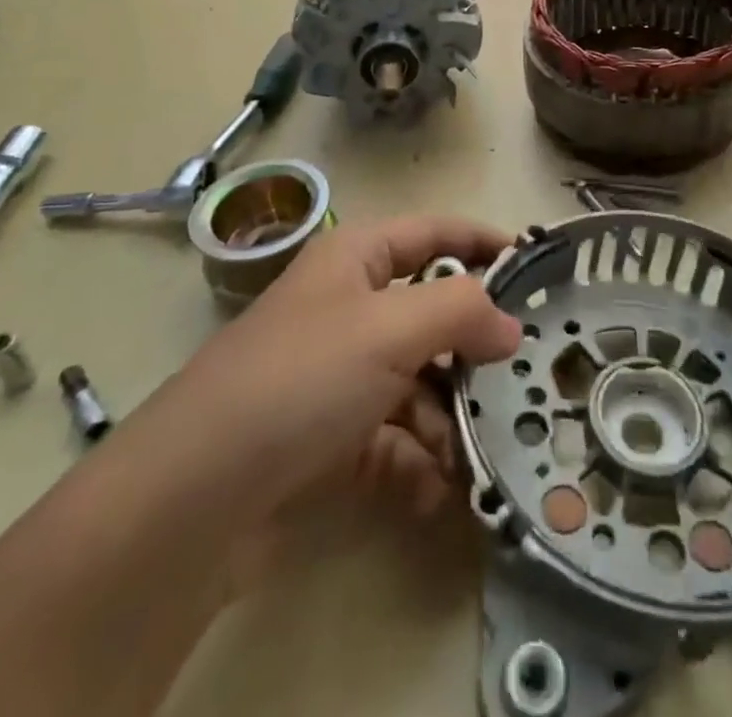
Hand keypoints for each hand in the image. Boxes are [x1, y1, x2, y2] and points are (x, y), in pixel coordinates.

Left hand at [152, 215, 522, 586]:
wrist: (193, 499)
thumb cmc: (301, 379)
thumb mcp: (391, 328)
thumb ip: (462, 312)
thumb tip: (511, 326)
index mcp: (357, 260)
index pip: (435, 233)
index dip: (484, 241)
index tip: (537, 263)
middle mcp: (349, 310)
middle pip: (431, 314)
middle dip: (472, 347)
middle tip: (520, 374)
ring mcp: (338, 377)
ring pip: (418, 383)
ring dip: (449, 417)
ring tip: (474, 451)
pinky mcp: (330, 440)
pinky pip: (393, 440)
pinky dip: (417, 462)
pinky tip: (431, 491)